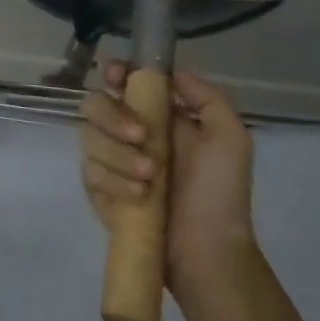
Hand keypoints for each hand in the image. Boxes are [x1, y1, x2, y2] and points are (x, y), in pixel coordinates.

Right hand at [79, 61, 254, 294]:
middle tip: (141, 137)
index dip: (114, 73)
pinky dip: (114, 181)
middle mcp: (126, 132)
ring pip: (89, 138)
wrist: (207, 250)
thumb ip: (205, 97)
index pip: (122, 81)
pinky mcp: (96, 188)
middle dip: (113, 117)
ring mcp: (108, 160)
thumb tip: (171, 70)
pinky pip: (90, 172)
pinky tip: (138, 197)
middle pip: (94, 104)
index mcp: (156, 116)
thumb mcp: (230, 139)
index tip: (117, 77)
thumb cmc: (220, 193)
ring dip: (120, 156)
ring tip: (150, 178)